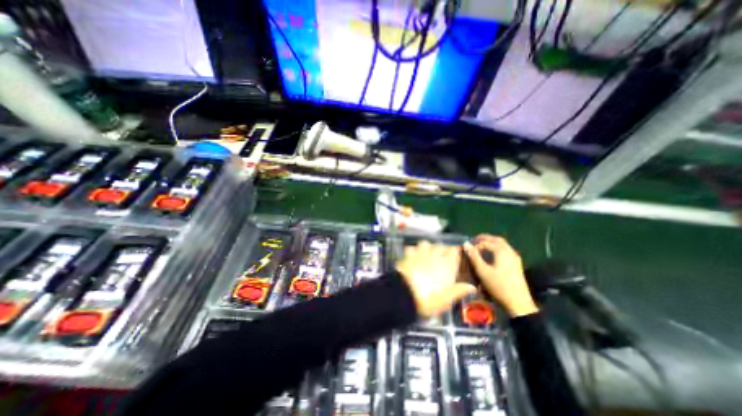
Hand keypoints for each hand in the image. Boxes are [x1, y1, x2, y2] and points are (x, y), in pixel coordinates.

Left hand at [397, 240, 477, 317]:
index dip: (455, 252)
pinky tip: (412, 256)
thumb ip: (459, 290)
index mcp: (446, 265)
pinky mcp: (408, 255)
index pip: (454, 252)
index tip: (455, 256)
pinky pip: (411, 248)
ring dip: (427, 247)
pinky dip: (412, 251)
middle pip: (440, 246)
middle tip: (441, 257)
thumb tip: (473, 287)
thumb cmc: (428, 299)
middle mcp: (434, 256)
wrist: (406, 294)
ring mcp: (420, 254)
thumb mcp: (446, 299)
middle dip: (441, 249)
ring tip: (426, 254)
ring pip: (425, 243)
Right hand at [462, 233, 539, 317]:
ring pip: (503, 245)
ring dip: (492, 243)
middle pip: (497, 239)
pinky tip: (492, 255)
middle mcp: (510, 251)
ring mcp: (515, 258)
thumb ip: (474, 256)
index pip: (486, 242)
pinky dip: (497, 249)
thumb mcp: (482, 271)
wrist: (518, 303)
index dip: (475, 245)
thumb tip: (466, 243)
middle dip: (485, 238)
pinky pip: (506, 251)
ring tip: (481, 246)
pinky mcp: (517, 265)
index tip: (468, 249)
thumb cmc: (498, 286)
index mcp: (502, 251)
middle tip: (475, 240)